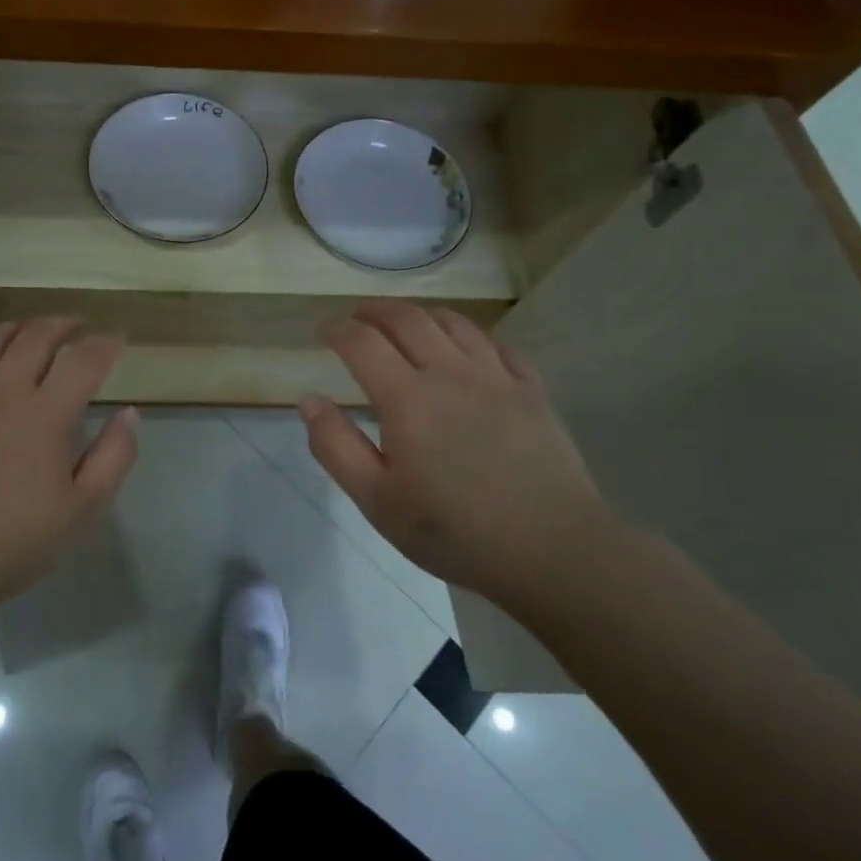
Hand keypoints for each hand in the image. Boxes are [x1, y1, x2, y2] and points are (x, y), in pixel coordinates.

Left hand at [0, 317, 138, 609]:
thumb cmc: (15, 539)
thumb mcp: (82, 509)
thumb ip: (114, 456)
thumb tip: (129, 413)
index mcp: (45, 414)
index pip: (84, 359)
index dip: (106, 344)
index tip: (117, 341)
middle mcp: (3, 391)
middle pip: (36, 336)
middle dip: (64, 325)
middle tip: (78, 328)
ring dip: (20, 327)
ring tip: (34, 331)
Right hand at [300, 300, 618, 613]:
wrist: (552, 550)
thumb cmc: (454, 531)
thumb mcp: (377, 501)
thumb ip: (336, 447)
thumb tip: (309, 401)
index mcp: (406, 398)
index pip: (362, 342)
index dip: (338, 328)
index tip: (324, 330)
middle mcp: (449, 372)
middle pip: (406, 318)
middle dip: (374, 310)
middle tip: (357, 318)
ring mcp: (496, 377)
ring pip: (453, 322)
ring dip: (420, 315)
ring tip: (405, 326)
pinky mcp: (531, 390)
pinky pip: (497, 345)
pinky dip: (470, 337)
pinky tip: (466, 351)